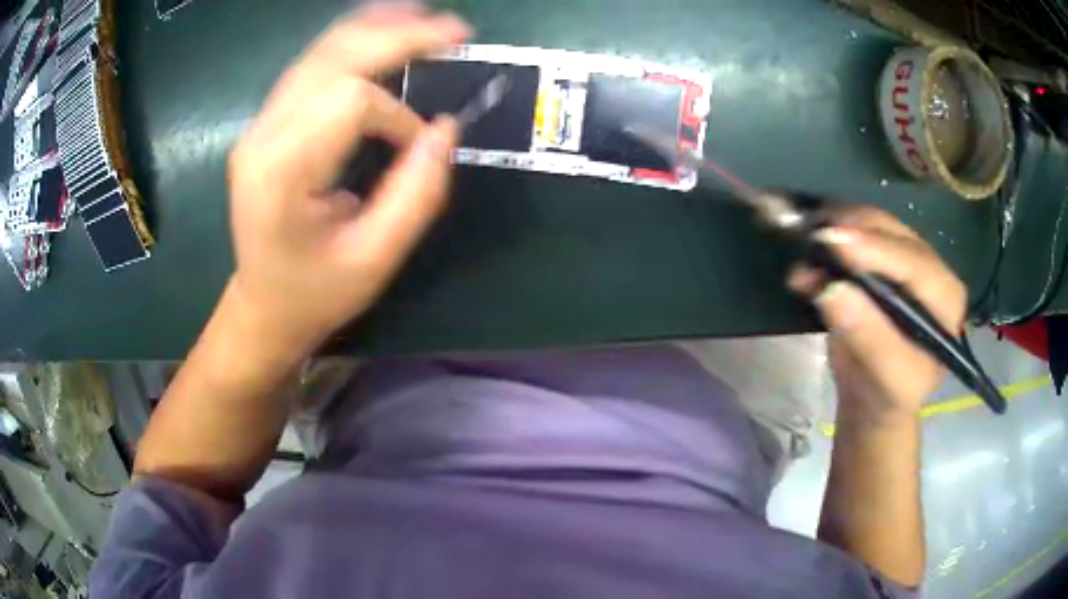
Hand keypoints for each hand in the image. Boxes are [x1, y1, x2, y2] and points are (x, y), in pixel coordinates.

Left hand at [225, 7, 470, 355]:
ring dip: (377, 27)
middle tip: (457, 30)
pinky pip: (312, 65)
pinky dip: (354, 39)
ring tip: (426, 17)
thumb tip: (447, 128)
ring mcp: (260, 124)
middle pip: (334, 58)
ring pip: (321, 51)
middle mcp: (263, 135)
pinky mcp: (268, 122)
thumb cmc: (315, 293)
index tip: (418, 145)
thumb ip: (416, 194)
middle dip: (399, 37)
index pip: (349, 102)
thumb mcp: (375, 261)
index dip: (397, 115)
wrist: (262, 306)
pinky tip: (385, 28)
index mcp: (282, 172)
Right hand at [788, 207, 967, 417]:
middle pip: (893, 233)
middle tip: (808, 238)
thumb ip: (868, 336)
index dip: (876, 250)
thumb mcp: (887, 377)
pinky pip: (854, 233)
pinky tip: (806, 256)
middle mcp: (930, 269)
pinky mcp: (880, 257)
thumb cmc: (887, 394)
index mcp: (947, 299)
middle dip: (851, 231)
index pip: (915, 263)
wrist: (872, 398)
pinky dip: (828, 238)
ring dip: (834, 230)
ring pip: (870, 224)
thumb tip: (832, 289)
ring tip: (802, 249)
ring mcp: (903, 259)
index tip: (833, 240)